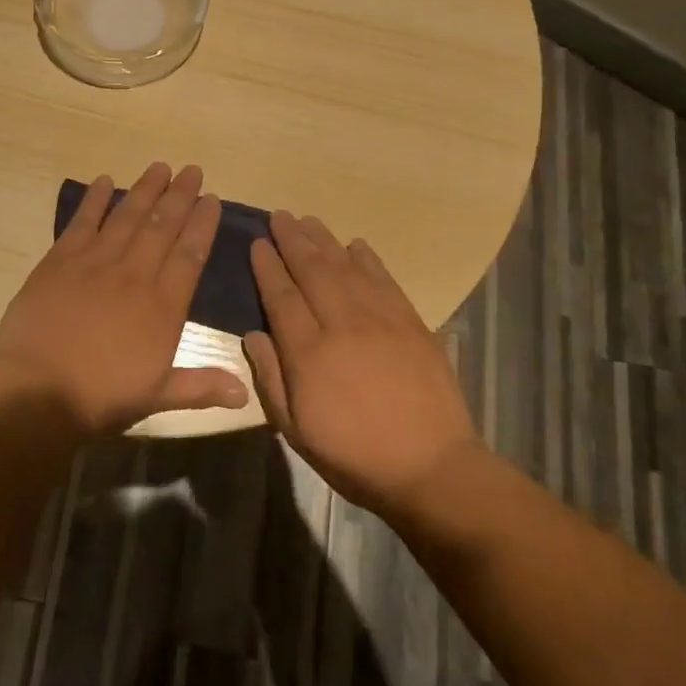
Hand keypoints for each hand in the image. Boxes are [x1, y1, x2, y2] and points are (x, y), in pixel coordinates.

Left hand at [0, 162, 248, 434]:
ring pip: (127, 216)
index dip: (203, 224)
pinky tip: (105, 180)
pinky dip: (94, 200)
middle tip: (192, 170)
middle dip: (180, 196)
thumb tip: (245, 393)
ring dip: (145, 189)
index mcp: (163, 306)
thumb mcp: (158, 396)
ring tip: (160, 167)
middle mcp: (135, 274)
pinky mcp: (61, 260)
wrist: (38, 391)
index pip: (190, 254)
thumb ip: (201, 386)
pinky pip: (82, 221)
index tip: (211, 200)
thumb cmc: (102, 396)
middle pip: (162, 226)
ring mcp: (96, 262)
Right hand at [245, 212, 478, 515]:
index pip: (281, 296)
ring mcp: (381, 320)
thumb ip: (271, 378)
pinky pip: (384, 280)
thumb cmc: (354, 456)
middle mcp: (342, 325)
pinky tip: (355, 245)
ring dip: (325, 241)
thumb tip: (254, 333)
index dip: (267, 267)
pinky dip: (368, 259)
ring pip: (346, 267)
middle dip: (293, 240)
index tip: (257, 243)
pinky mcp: (411, 324)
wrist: (431, 468)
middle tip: (279, 216)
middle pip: (312, 270)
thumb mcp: (296, 430)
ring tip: (308, 220)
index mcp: (309, 352)